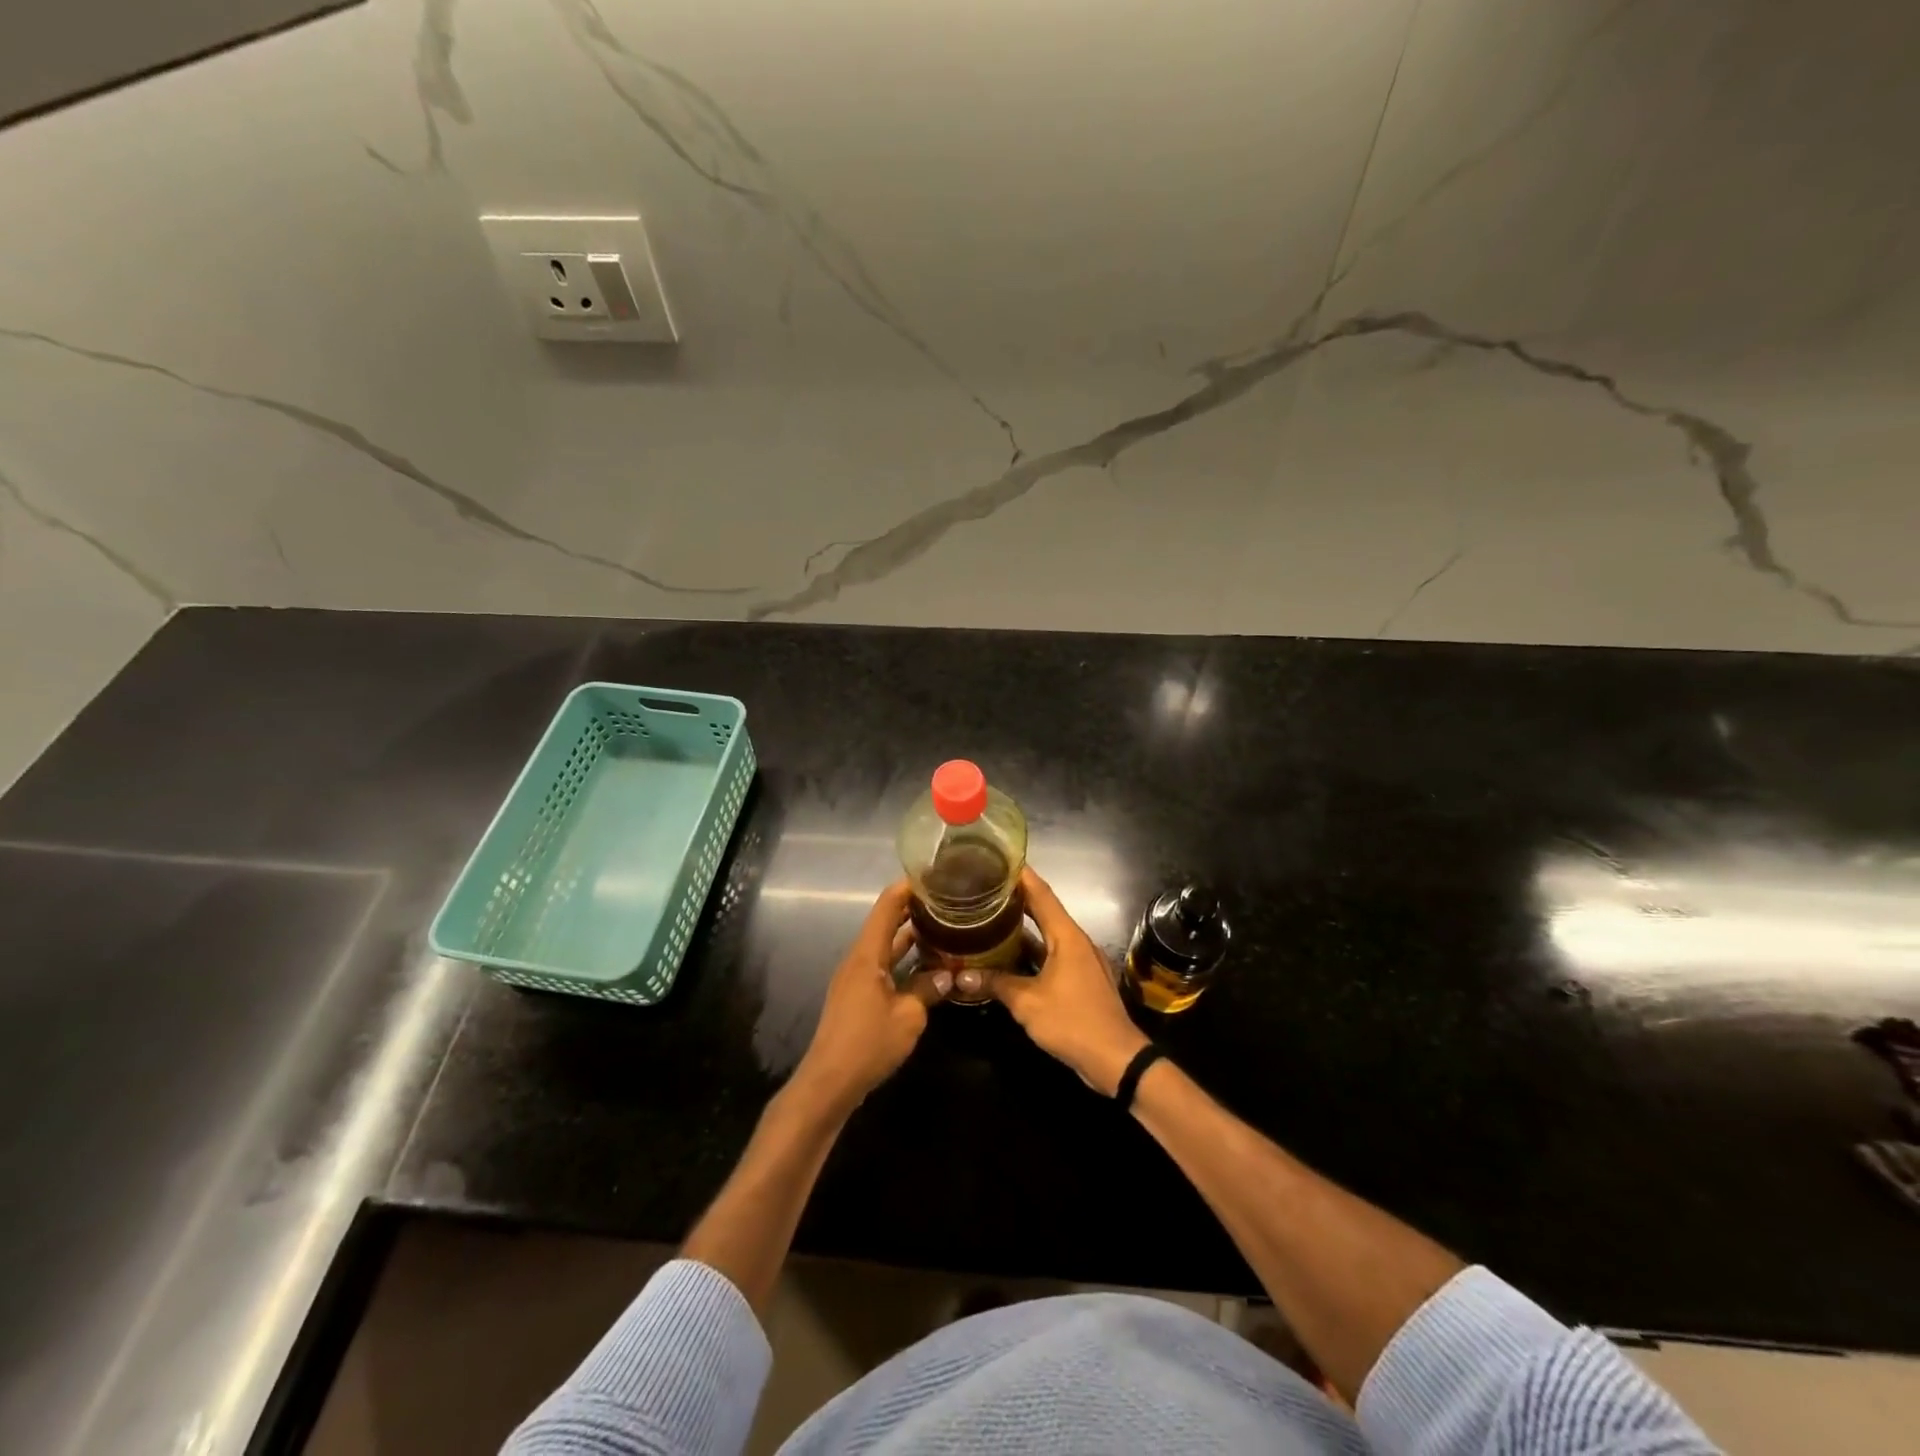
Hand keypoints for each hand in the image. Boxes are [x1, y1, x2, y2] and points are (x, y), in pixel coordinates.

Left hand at [792, 880, 950, 1115]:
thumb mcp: (909, 1016)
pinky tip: (925, 965)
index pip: (887, 906)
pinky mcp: (857, 996)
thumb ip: (929, 989)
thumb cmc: (868, 1043)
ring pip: (884, 945)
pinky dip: (903, 958)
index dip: (908, 887)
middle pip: (885, 922)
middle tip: (946, 900)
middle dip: (913, 908)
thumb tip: (949, 974)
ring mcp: (855, 978)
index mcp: (867, 954)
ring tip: (942, 925)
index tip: (934, 875)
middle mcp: (858, 959)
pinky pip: (882, 965)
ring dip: (909, 935)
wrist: (829, 1083)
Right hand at [991, 867, 1149, 1095]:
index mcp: (1066, 936)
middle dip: (1016, 900)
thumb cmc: (1072, 1021)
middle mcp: (1075, 941)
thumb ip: (995, 984)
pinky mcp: (1080, 980)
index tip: (998, 859)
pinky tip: (1009, 958)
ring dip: (1022, 928)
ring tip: (990, 918)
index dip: (1021, 875)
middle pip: (1044, 911)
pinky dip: (1032, 952)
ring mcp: (1080, 961)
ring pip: (1047, 936)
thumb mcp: (1027, 1002)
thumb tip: (960, 975)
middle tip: (985, 889)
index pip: (1041, 894)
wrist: (1116, 1059)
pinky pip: (1052, 956)